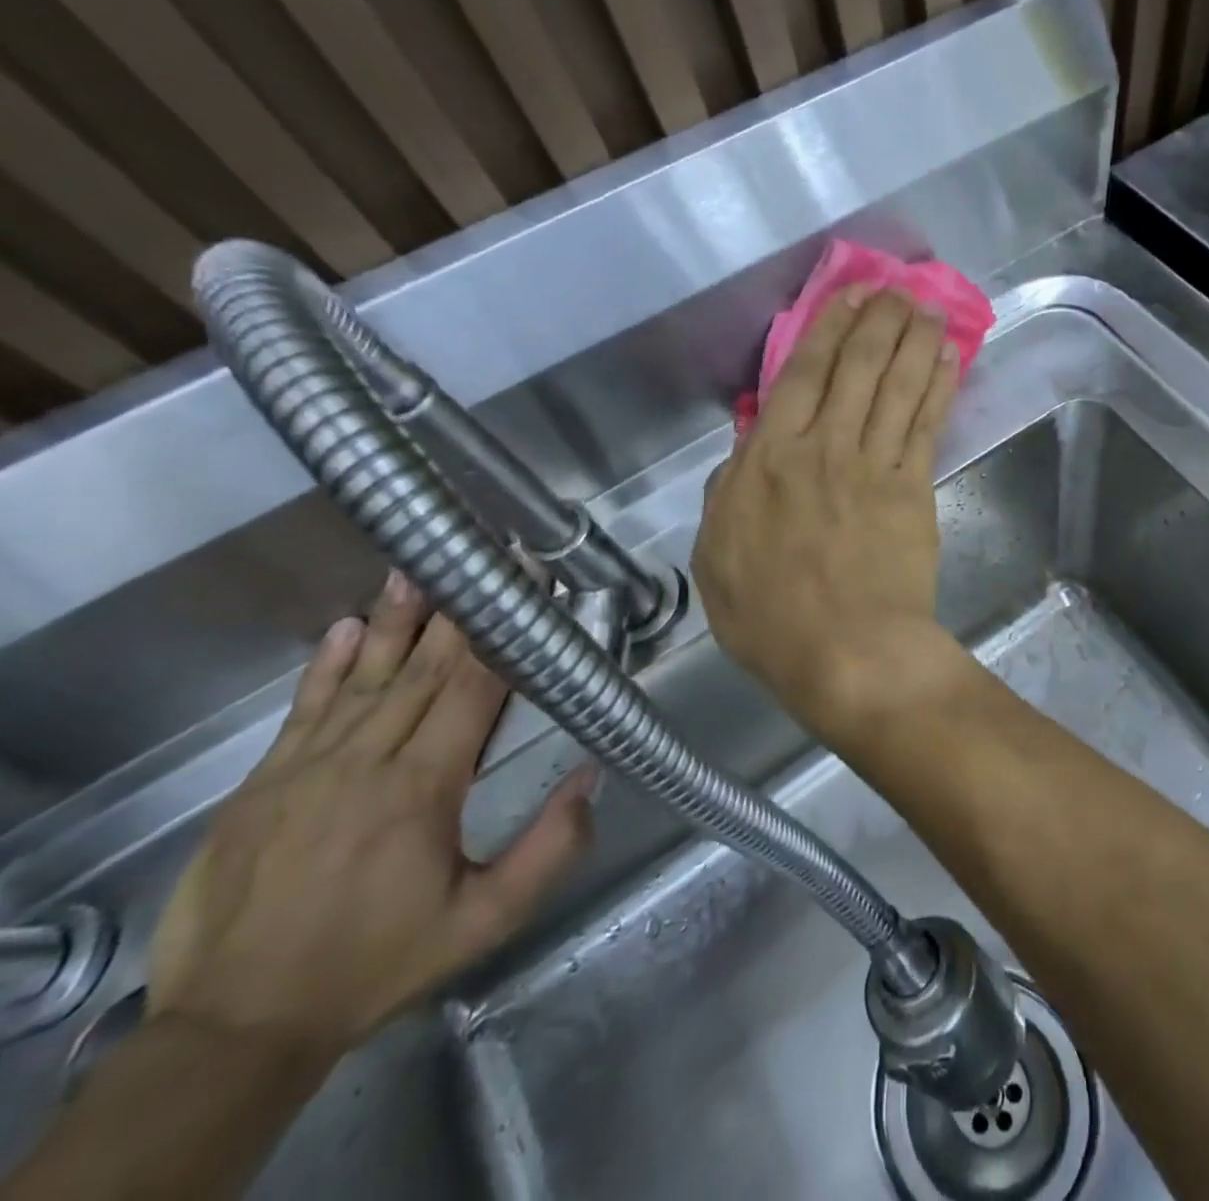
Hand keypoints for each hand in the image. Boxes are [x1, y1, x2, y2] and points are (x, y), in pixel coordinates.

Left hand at [146, 575, 595, 1063]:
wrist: (236, 1028)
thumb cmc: (377, 964)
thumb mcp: (484, 922)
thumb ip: (549, 849)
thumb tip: (591, 777)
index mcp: (420, 790)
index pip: (470, 693)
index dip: (501, 639)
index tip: (523, 594)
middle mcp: (362, 765)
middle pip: (420, 673)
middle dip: (457, 615)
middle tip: (476, 562)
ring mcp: (302, 771)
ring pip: (361, 680)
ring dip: (394, 623)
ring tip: (413, 572)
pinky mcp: (259, 786)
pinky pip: (302, 711)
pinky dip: (327, 665)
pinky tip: (347, 627)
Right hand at [694, 285, 960, 740]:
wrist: (847, 652)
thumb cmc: (771, 617)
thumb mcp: (717, 558)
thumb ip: (728, 496)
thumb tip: (744, 453)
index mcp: (767, 460)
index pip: (799, 377)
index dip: (825, 331)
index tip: (845, 300)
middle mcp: (822, 447)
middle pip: (855, 368)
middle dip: (877, 322)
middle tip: (896, 289)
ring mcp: (873, 464)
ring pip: (895, 385)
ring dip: (913, 341)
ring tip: (927, 308)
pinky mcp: (914, 488)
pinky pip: (926, 424)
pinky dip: (937, 386)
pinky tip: (948, 359)